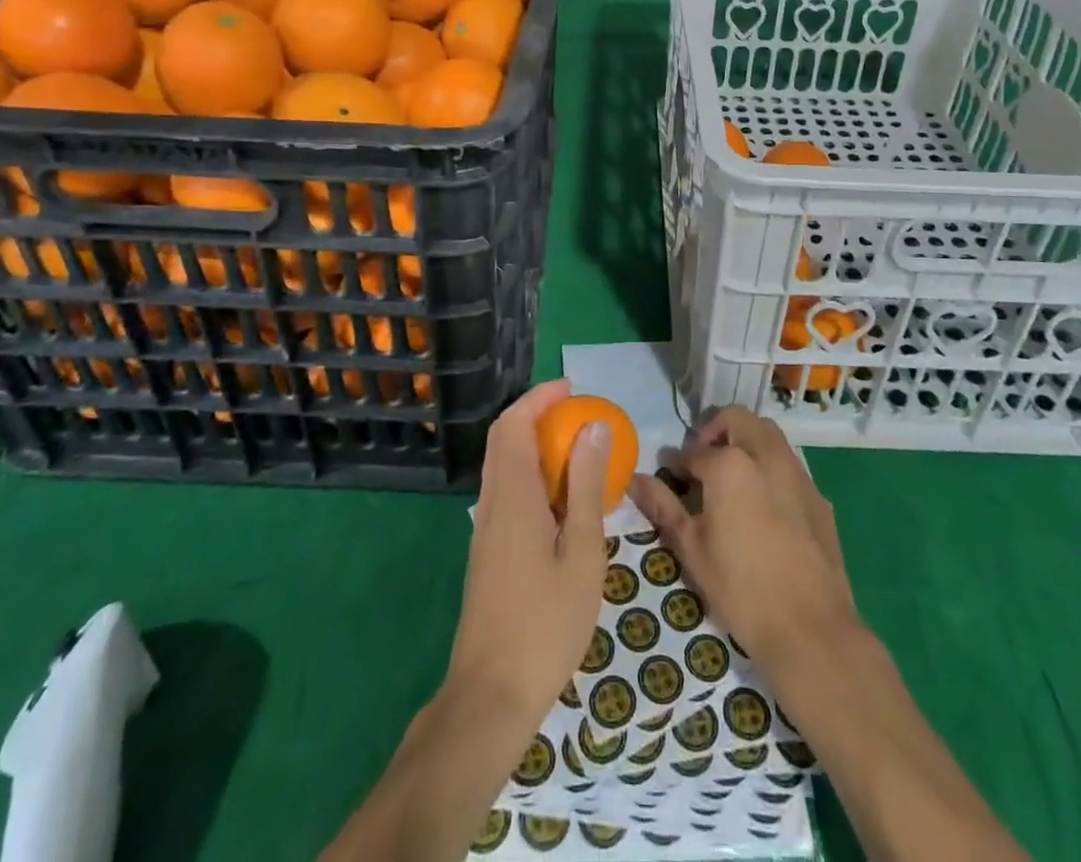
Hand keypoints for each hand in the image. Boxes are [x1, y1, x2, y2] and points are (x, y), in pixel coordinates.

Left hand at [445, 379, 610, 727]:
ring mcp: (485, 526)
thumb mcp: (581, 552)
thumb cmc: (545, 623)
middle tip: (576, 411)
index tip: (571, 388)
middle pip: (502, 438)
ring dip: (532, 441)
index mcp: (512, 496)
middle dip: (535, 413)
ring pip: (501, 463)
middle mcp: (492, 501)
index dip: (538, 398)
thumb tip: (594, 427)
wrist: (491, 692)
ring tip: (575, 447)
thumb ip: (585, 486)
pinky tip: (561, 496)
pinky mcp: (488, 548)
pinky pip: (506, 488)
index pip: (514, 425)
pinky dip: (530, 471)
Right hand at [629, 406, 857, 673]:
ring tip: (730, 482)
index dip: (677, 463)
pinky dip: (770, 468)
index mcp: (731, 464)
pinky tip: (762, 508)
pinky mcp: (819, 497)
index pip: (695, 451)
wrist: (811, 630)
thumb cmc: (740, 588)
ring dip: (745, 443)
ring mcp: (798, 474)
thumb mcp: (691, 548)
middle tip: (702, 464)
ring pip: (768, 435)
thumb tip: (636, 479)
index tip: (668, 477)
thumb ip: (664, 506)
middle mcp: (767, 455)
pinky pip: (789, 466)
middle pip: (738, 420)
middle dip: (716, 431)